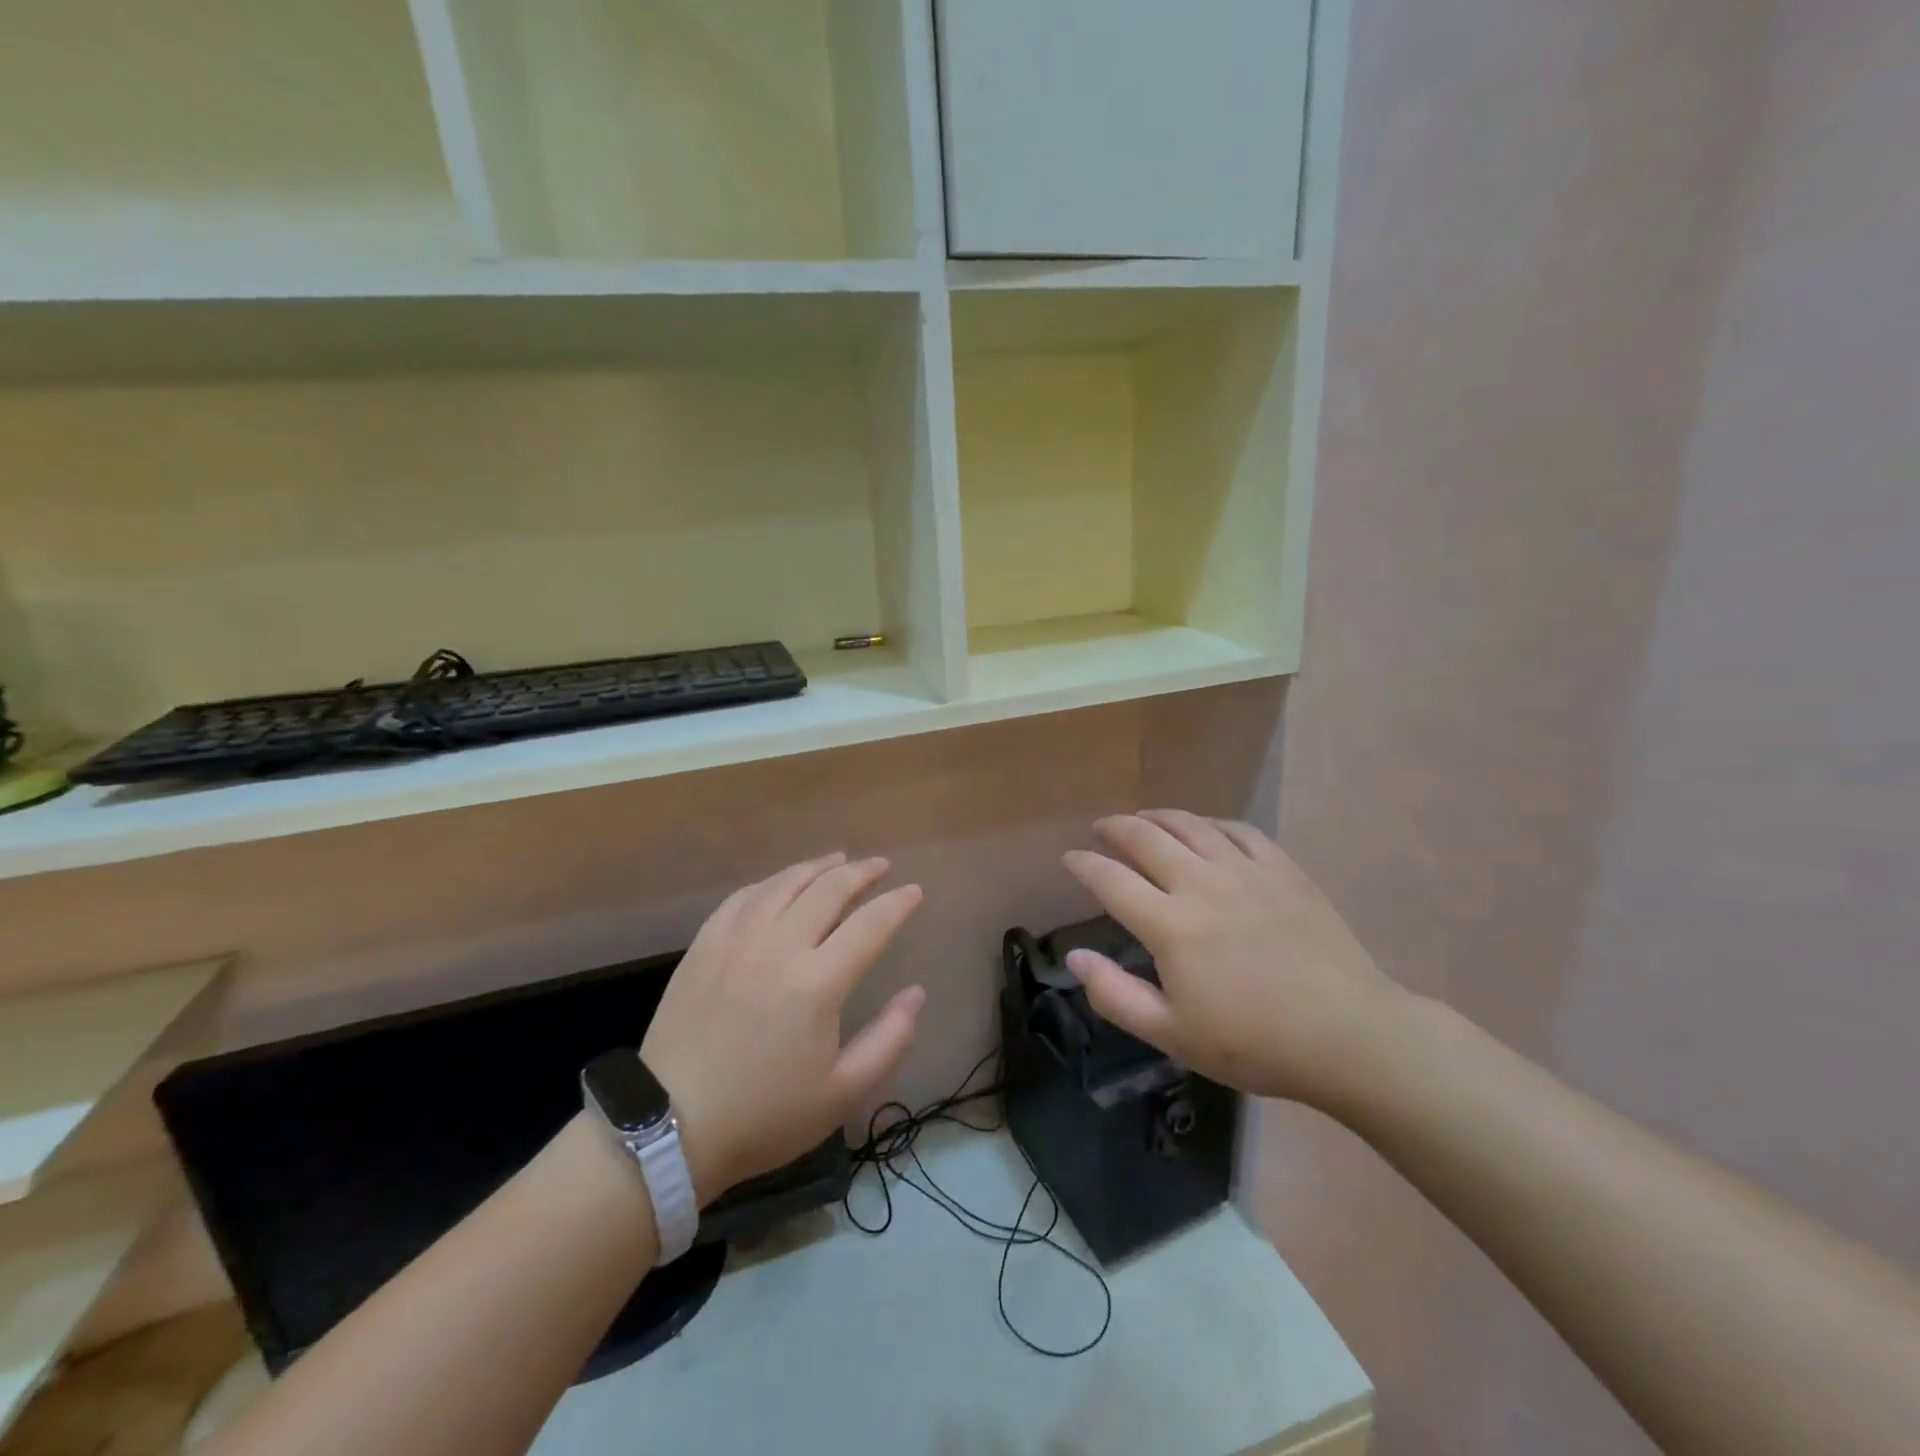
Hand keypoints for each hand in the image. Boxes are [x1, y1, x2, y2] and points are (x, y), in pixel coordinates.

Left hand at [641, 853, 924, 1202]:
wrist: (668, 1128)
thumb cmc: (764, 1115)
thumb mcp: (842, 1093)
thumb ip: (890, 1039)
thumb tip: (916, 992)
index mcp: (817, 982)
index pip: (870, 925)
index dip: (897, 904)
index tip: (914, 891)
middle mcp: (779, 947)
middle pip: (828, 891)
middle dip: (861, 873)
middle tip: (880, 865)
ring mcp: (736, 941)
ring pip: (784, 884)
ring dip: (816, 868)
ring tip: (837, 860)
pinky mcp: (704, 946)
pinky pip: (742, 898)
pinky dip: (769, 883)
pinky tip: (779, 884)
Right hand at [1062, 811, 1406, 1108]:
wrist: (1349, 1034)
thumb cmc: (1254, 1043)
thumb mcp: (1173, 1034)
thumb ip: (1115, 995)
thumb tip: (1074, 956)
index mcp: (1169, 925)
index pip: (1111, 880)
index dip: (1084, 864)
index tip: (1070, 858)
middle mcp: (1201, 884)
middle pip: (1146, 838)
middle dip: (1115, 828)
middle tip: (1101, 828)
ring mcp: (1245, 871)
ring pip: (1190, 825)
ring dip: (1158, 817)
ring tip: (1143, 818)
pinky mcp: (1282, 869)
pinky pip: (1238, 830)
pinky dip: (1211, 823)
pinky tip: (1205, 829)